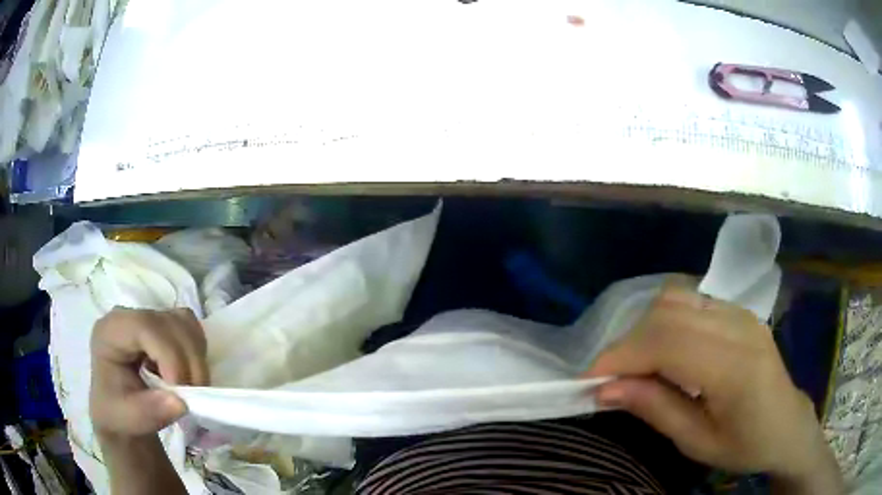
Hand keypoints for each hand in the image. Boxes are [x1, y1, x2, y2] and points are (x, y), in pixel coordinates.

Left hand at [90, 307, 208, 436]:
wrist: (120, 411)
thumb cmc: (118, 413)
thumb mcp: (128, 418)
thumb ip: (150, 412)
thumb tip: (180, 402)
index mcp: (111, 332)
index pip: (145, 327)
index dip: (168, 356)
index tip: (180, 393)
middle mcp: (129, 317)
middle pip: (169, 323)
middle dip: (188, 362)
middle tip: (190, 397)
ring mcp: (148, 319)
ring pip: (185, 324)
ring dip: (196, 359)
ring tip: (190, 388)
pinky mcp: (164, 326)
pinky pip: (191, 329)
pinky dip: (197, 353)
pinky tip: (188, 374)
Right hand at [586, 283, 841, 492]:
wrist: (788, 424)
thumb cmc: (746, 445)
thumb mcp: (698, 443)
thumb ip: (655, 410)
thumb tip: (605, 391)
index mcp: (735, 368)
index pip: (667, 343)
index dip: (621, 356)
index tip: (589, 380)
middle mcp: (739, 327)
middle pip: (667, 313)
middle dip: (628, 343)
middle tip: (612, 379)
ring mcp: (741, 313)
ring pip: (676, 299)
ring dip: (645, 329)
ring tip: (637, 365)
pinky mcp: (739, 310)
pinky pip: (691, 301)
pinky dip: (665, 322)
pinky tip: (666, 351)